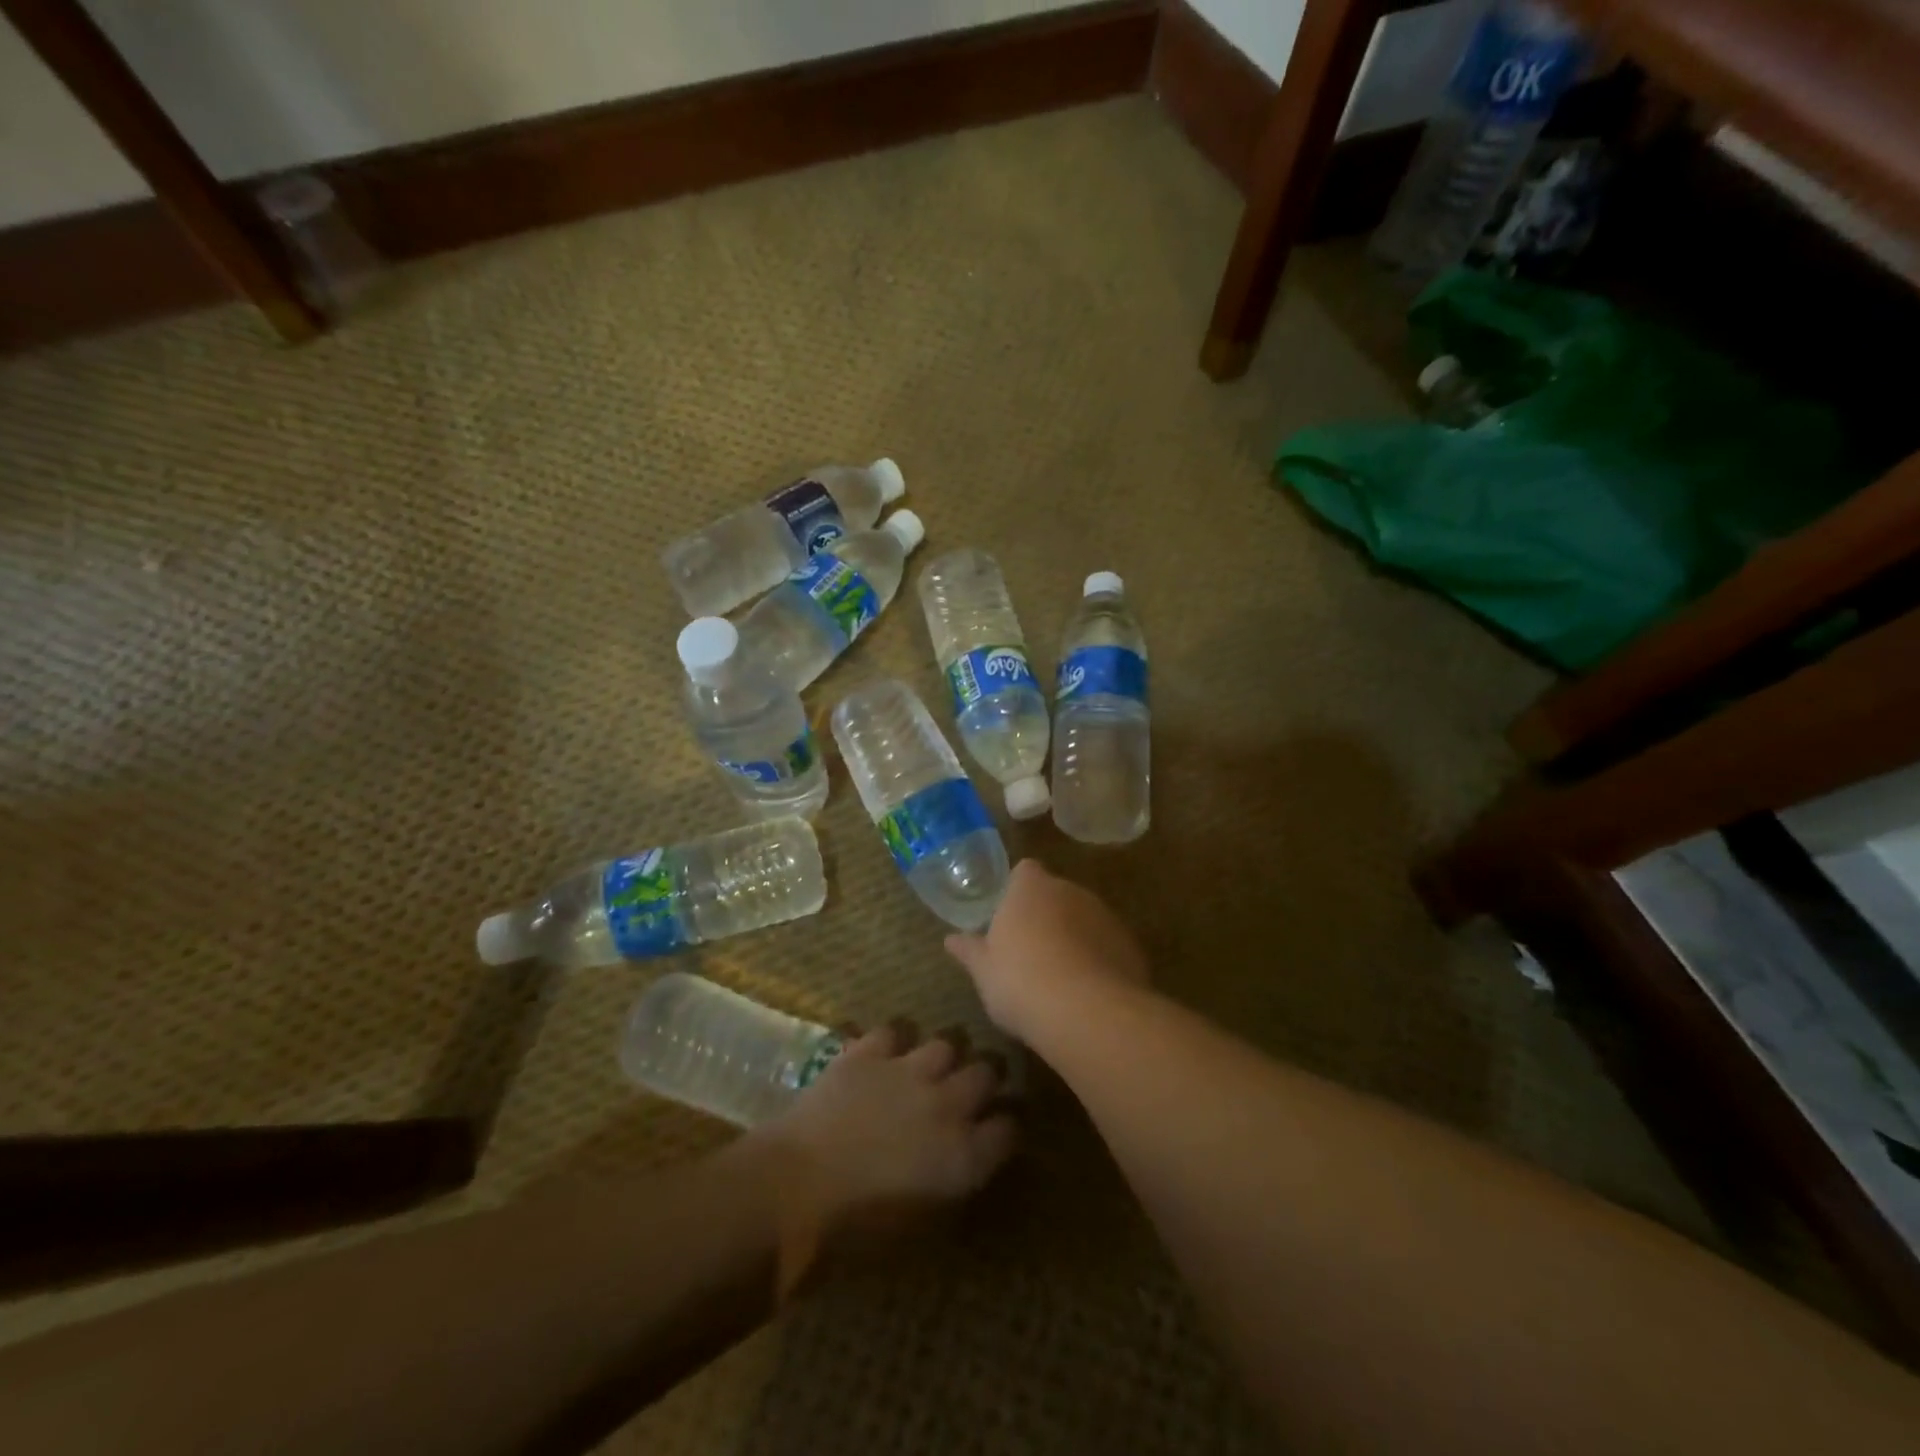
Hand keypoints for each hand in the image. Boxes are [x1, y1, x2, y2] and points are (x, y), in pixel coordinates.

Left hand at [746, 1025, 1015, 1284]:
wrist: (794, 1190)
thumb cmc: (855, 1232)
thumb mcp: (918, 1227)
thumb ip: (949, 1186)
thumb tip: (960, 1165)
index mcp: (965, 1156)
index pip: (1009, 1129)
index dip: (1005, 1127)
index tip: (998, 1130)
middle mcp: (947, 1103)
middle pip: (986, 1072)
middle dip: (985, 1078)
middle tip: (972, 1089)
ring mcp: (908, 1070)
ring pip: (947, 1042)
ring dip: (944, 1056)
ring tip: (932, 1067)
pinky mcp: (869, 1052)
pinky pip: (894, 1030)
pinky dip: (894, 1041)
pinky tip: (887, 1054)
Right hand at [944, 859, 1148, 1039]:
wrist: (1087, 1012)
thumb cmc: (1020, 981)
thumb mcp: (984, 971)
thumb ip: (969, 950)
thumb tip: (950, 939)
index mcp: (1031, 888)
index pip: (1025, 871)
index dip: (1017, 890)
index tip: (1009, 918)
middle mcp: (1070, 890)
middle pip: (1056, 894)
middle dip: (1046, 915)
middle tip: (1030, 952)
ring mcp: (1105, 916)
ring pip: (1085, 918)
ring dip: (1075, 937)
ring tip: (1060, 977)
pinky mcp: (1130, 945)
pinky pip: (1107, 944)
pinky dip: (1099, 959)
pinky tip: (1087, 992)